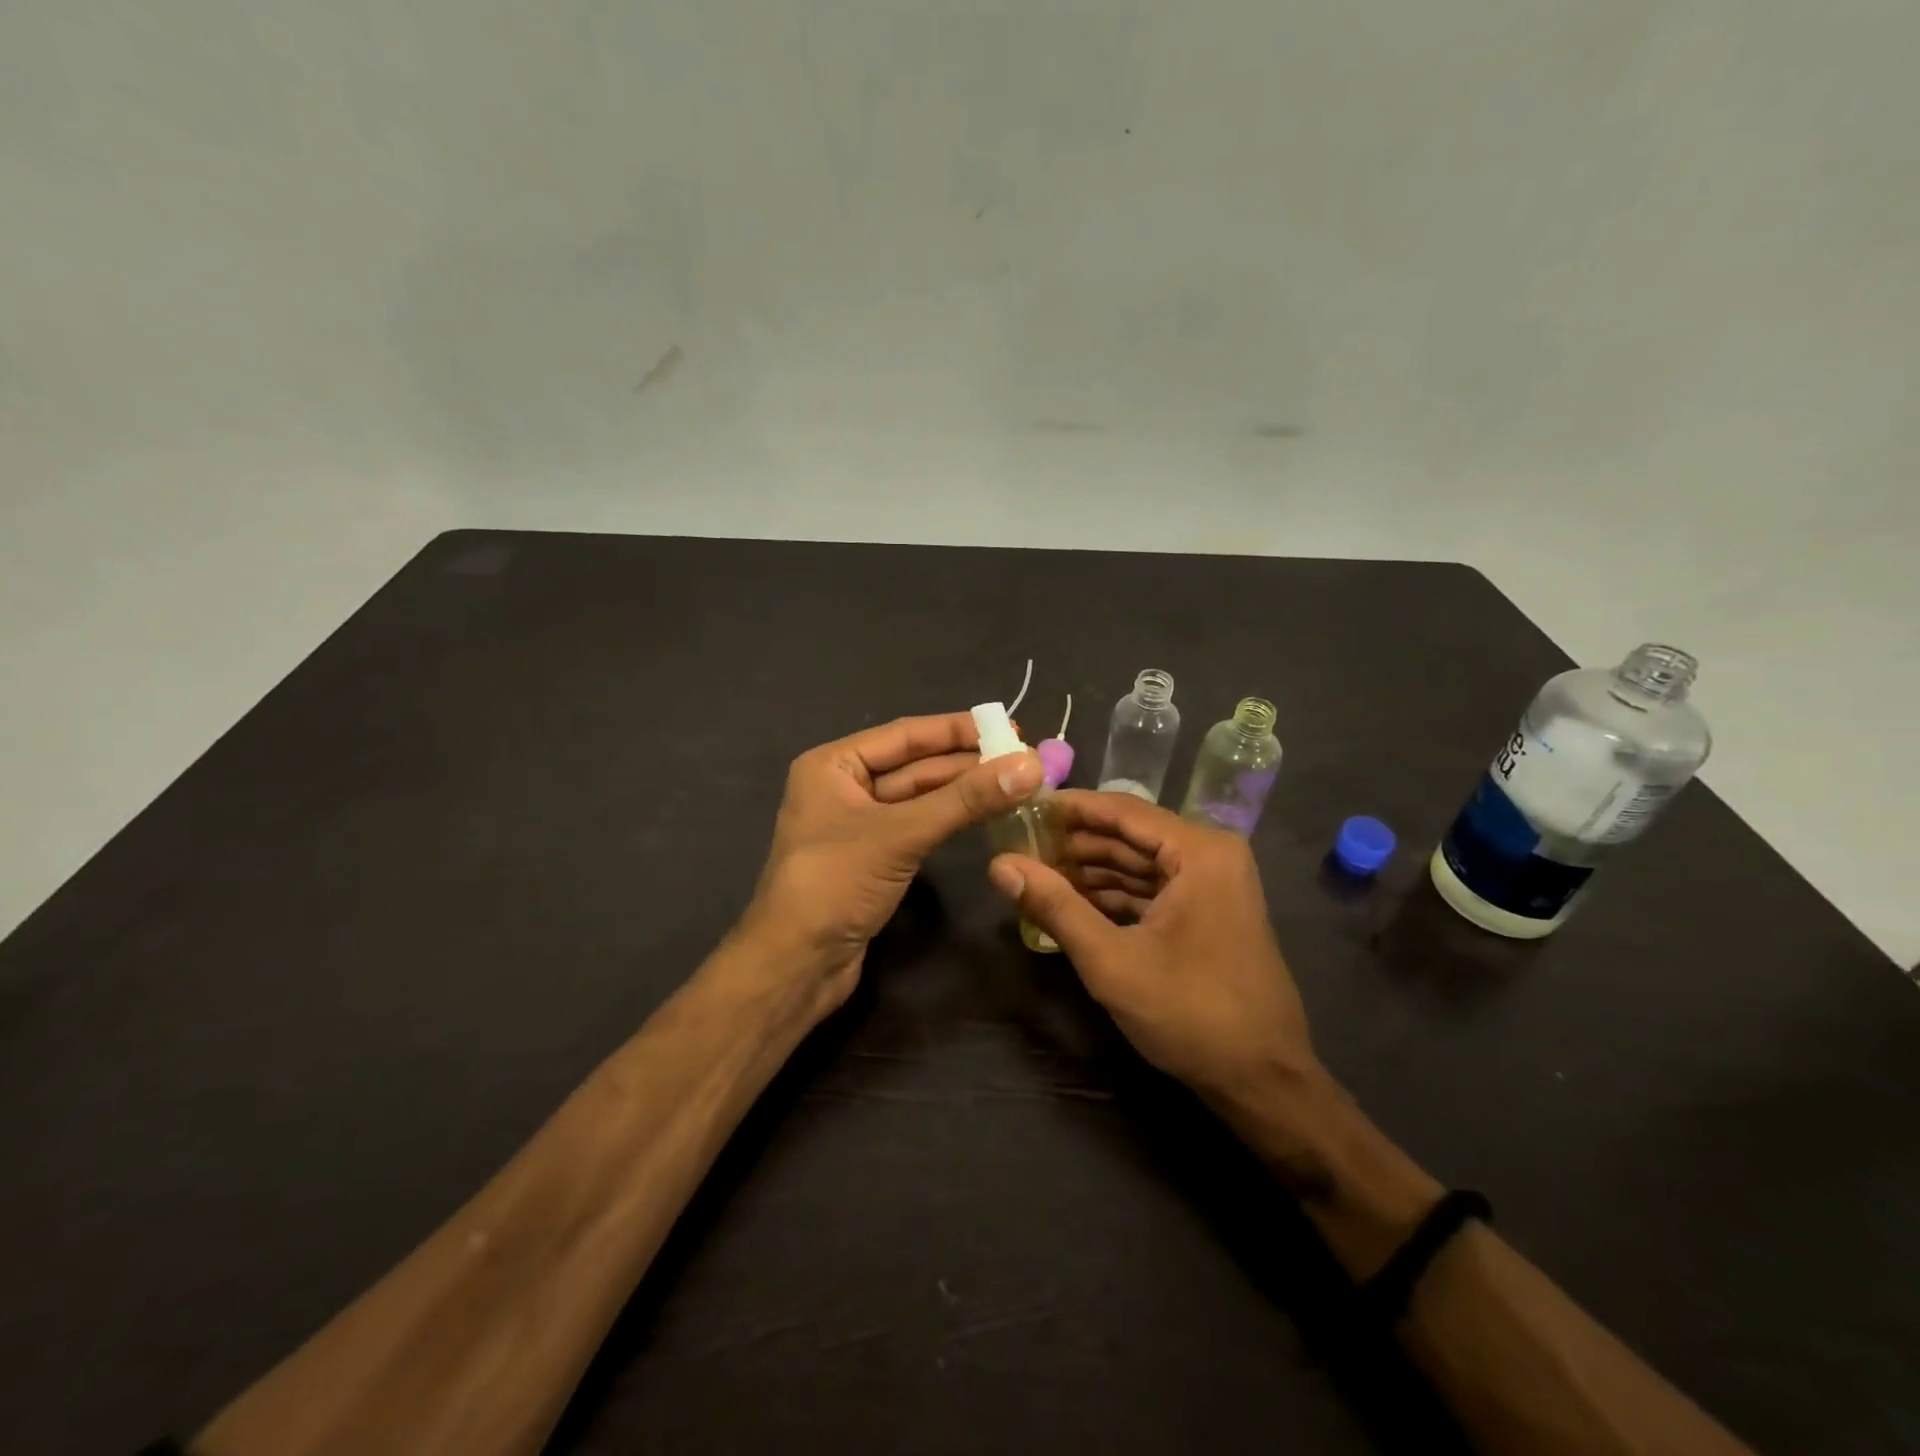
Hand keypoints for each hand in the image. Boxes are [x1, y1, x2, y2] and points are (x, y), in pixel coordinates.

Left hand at [744, 712, 1042, 1018]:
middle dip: (967, 763)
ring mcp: (858, 825)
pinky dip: (950, 820)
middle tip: (1023, 760)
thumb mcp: (901, 834)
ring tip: (1016, 784)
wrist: (796, 965)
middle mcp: (843, 786)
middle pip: (915, 765)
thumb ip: (964, 800)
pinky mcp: (873, 858)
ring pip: (919, 798)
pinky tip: (985, 814)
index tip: (1010, 727)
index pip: (906, 735)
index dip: (958, 730)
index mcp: (833, 765)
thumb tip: (1029, 766)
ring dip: (963, 792)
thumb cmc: (836, 883)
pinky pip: (917, 826)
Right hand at [987, 790, 1323, 1127]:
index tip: (1022, 809)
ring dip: (1092, 870)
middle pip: (1131, 835)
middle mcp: (1212, 855)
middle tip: (1021, 848)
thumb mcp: (1111, 960)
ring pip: (1141, 863)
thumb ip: (1055, 907)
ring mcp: (1215, 884)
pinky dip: (1116, 895)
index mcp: (1199, 852)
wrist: (1263, 1081)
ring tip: (1037, 875)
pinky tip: (1074, 903)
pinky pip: (1155, 888)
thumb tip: (999, 866)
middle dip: (1076, 844)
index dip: (1069, 808)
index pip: (1122, 810)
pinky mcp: (1210, 912)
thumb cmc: (1190, 1013)